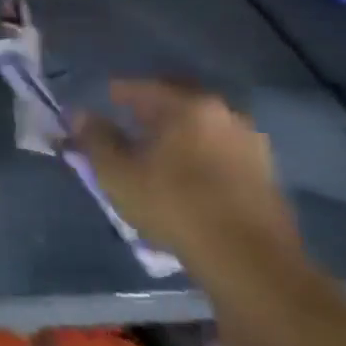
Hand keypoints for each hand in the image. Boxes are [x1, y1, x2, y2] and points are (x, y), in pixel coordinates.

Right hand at [73, 80, 302, 278]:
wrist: (248, 258)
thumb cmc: (172, 204)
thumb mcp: (115, 172)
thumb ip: (94, 137)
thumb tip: (78, 114)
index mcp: (187, 105)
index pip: (141, 87)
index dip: (114, 95)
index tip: (99, 107)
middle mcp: (224, 113)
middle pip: (176, 102)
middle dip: (149, 110)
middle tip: (126, 126)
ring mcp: (251, 143)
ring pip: (201, 127)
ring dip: (177, 133)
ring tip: (154, 153)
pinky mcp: (266, 172)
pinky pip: (220, 149)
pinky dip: (198, 153)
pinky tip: (184, 174)